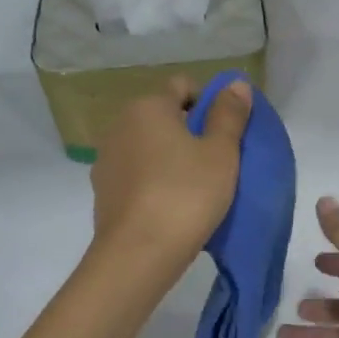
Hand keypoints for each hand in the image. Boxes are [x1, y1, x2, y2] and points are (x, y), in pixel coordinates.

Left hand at [90, 76, 251, 277]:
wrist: (138, 254)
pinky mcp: (103, 193)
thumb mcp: (221, 153)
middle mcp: (119, 126)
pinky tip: (170, 209)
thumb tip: (235, 83)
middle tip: (216, 165)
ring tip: (194, 190)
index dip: (209, 104)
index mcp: (147, 107)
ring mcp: (106, 161)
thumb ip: (229, 115)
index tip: (226, 136)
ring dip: (169, 160)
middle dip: (189, 134)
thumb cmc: (186, 195)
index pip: (183, 86)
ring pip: (148, 149)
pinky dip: (153, 184)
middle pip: (162, 118)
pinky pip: (136, 177)